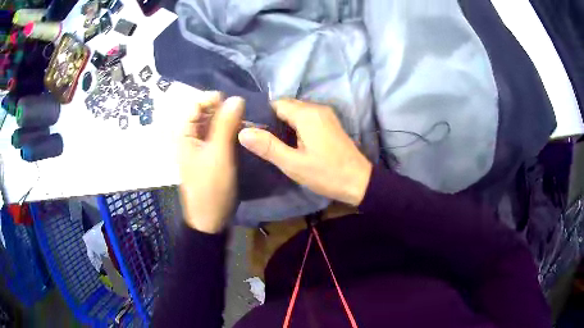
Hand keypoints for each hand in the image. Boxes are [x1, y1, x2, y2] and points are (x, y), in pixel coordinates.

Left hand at [179, 92, 243, 232]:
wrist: (210, 218)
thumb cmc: (211, 186)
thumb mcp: (219, 153)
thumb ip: (226, 124)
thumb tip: (237, 98)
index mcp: (185, 134)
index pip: (195, 105)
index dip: (213, 100)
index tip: (235, 102)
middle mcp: (190, 137)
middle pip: (205, 113)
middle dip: (223, 109)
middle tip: (244, 112)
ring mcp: (200, 146)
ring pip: (214, 124)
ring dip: (228, 120)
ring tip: (246, 121)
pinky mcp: (210, 155)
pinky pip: (219, 136)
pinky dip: (229, 131)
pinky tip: (242, 132)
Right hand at [238, 99, 371, 205]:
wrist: (359, 181)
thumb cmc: (326, 173)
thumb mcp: (293, 163)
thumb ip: (267, 146)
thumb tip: (243, 132)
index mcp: (307, 114)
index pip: (275, 104)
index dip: (262, 116)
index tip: (253, 133)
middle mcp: (316, 108)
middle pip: (286, 106)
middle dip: (272, 120)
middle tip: (262, 141)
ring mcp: (326, 114)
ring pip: (296, 112)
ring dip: (284, 124)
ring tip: (274, 143)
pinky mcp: (330, 123)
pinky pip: (306, 118)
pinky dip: (296, 126)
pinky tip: (292, 143)